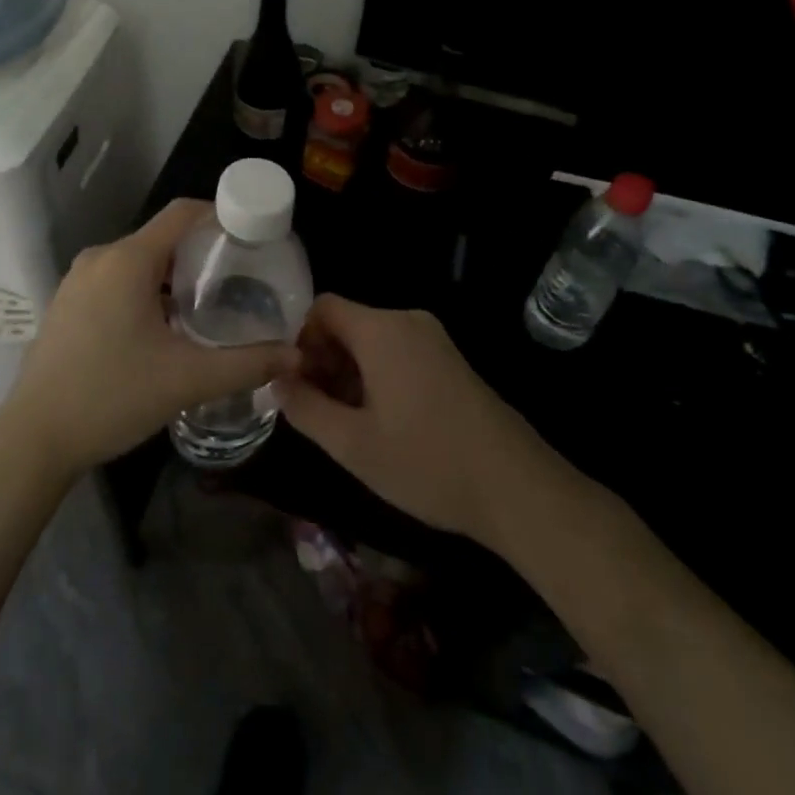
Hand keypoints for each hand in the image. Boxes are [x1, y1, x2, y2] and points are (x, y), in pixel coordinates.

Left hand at [0, 199, 300, 477]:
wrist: (33, 438)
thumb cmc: (112, 397)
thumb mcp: (187, 380)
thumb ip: (246, 364)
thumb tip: (294, 355)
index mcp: (128, 260)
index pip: (182, 213)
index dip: (220, 215)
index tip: (251, 235)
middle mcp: (101, 257)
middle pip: (162, 237)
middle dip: (201, 252)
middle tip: (238, 279)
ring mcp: (78, 279)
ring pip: (138, 260)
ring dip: (173, 275)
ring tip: (207, 304)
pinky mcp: (67, 302)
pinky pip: (116, 279)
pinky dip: (146, 289)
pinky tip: (163, 326)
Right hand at [276, 296, 544, 545]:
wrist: (517, 487)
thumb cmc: (427, 463)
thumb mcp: (353, 445)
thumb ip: (305, 408)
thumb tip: (277, 381)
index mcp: (381, 330)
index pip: (323, 307)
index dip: (300, 340)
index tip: (296, 383)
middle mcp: (407, 321)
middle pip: (347, 323)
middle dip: (324, 359)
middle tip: (316, 409)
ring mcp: (433, 339)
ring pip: (372, 340)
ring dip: (349, 371)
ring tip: (346, 422)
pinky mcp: (450, 359)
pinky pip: (398, 351)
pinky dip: (377, 375)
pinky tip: (381, 421)